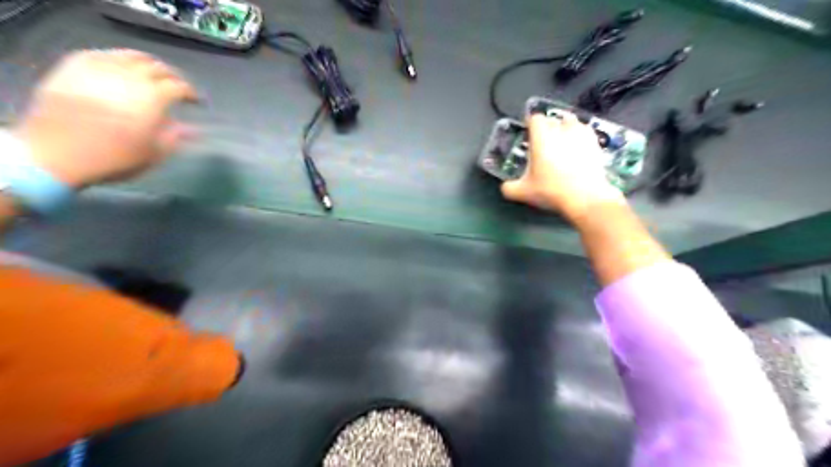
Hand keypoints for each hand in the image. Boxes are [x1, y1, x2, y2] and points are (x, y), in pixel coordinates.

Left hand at [15, 49, 200, 188]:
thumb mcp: (155, 153)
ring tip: (150, 74)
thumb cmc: (115, 157)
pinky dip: (117, 60)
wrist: (57, 152)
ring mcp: (101, 68)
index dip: (191, 93)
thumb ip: (176, 137)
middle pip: (158, 67)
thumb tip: (193, 129)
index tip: (196, 102)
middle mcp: (130, 76)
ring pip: (130, 56)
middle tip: (176, 87)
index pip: (180, 86)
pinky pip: (101, 55)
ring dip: (147, 64)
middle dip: (172, 76)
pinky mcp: (74, 66)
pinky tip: (119, 69)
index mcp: (154, 97)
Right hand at [499, 113, 622, 222]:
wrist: (585, 197)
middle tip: (542, 143)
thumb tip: (505, 187)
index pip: (535, 118)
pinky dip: (579, 136)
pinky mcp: (595, 143)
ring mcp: (580, 134)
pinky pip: (585, 132)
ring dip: (564, 128)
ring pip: (571, 122)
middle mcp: (560, 130)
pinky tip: (577, 149)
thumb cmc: (551, 191)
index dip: (530, 124)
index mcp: (541, 137)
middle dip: (546, 127)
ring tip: (561, 142)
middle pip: (552, 119)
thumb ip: (509, 188)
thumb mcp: (523, 193)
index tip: (527, 133)